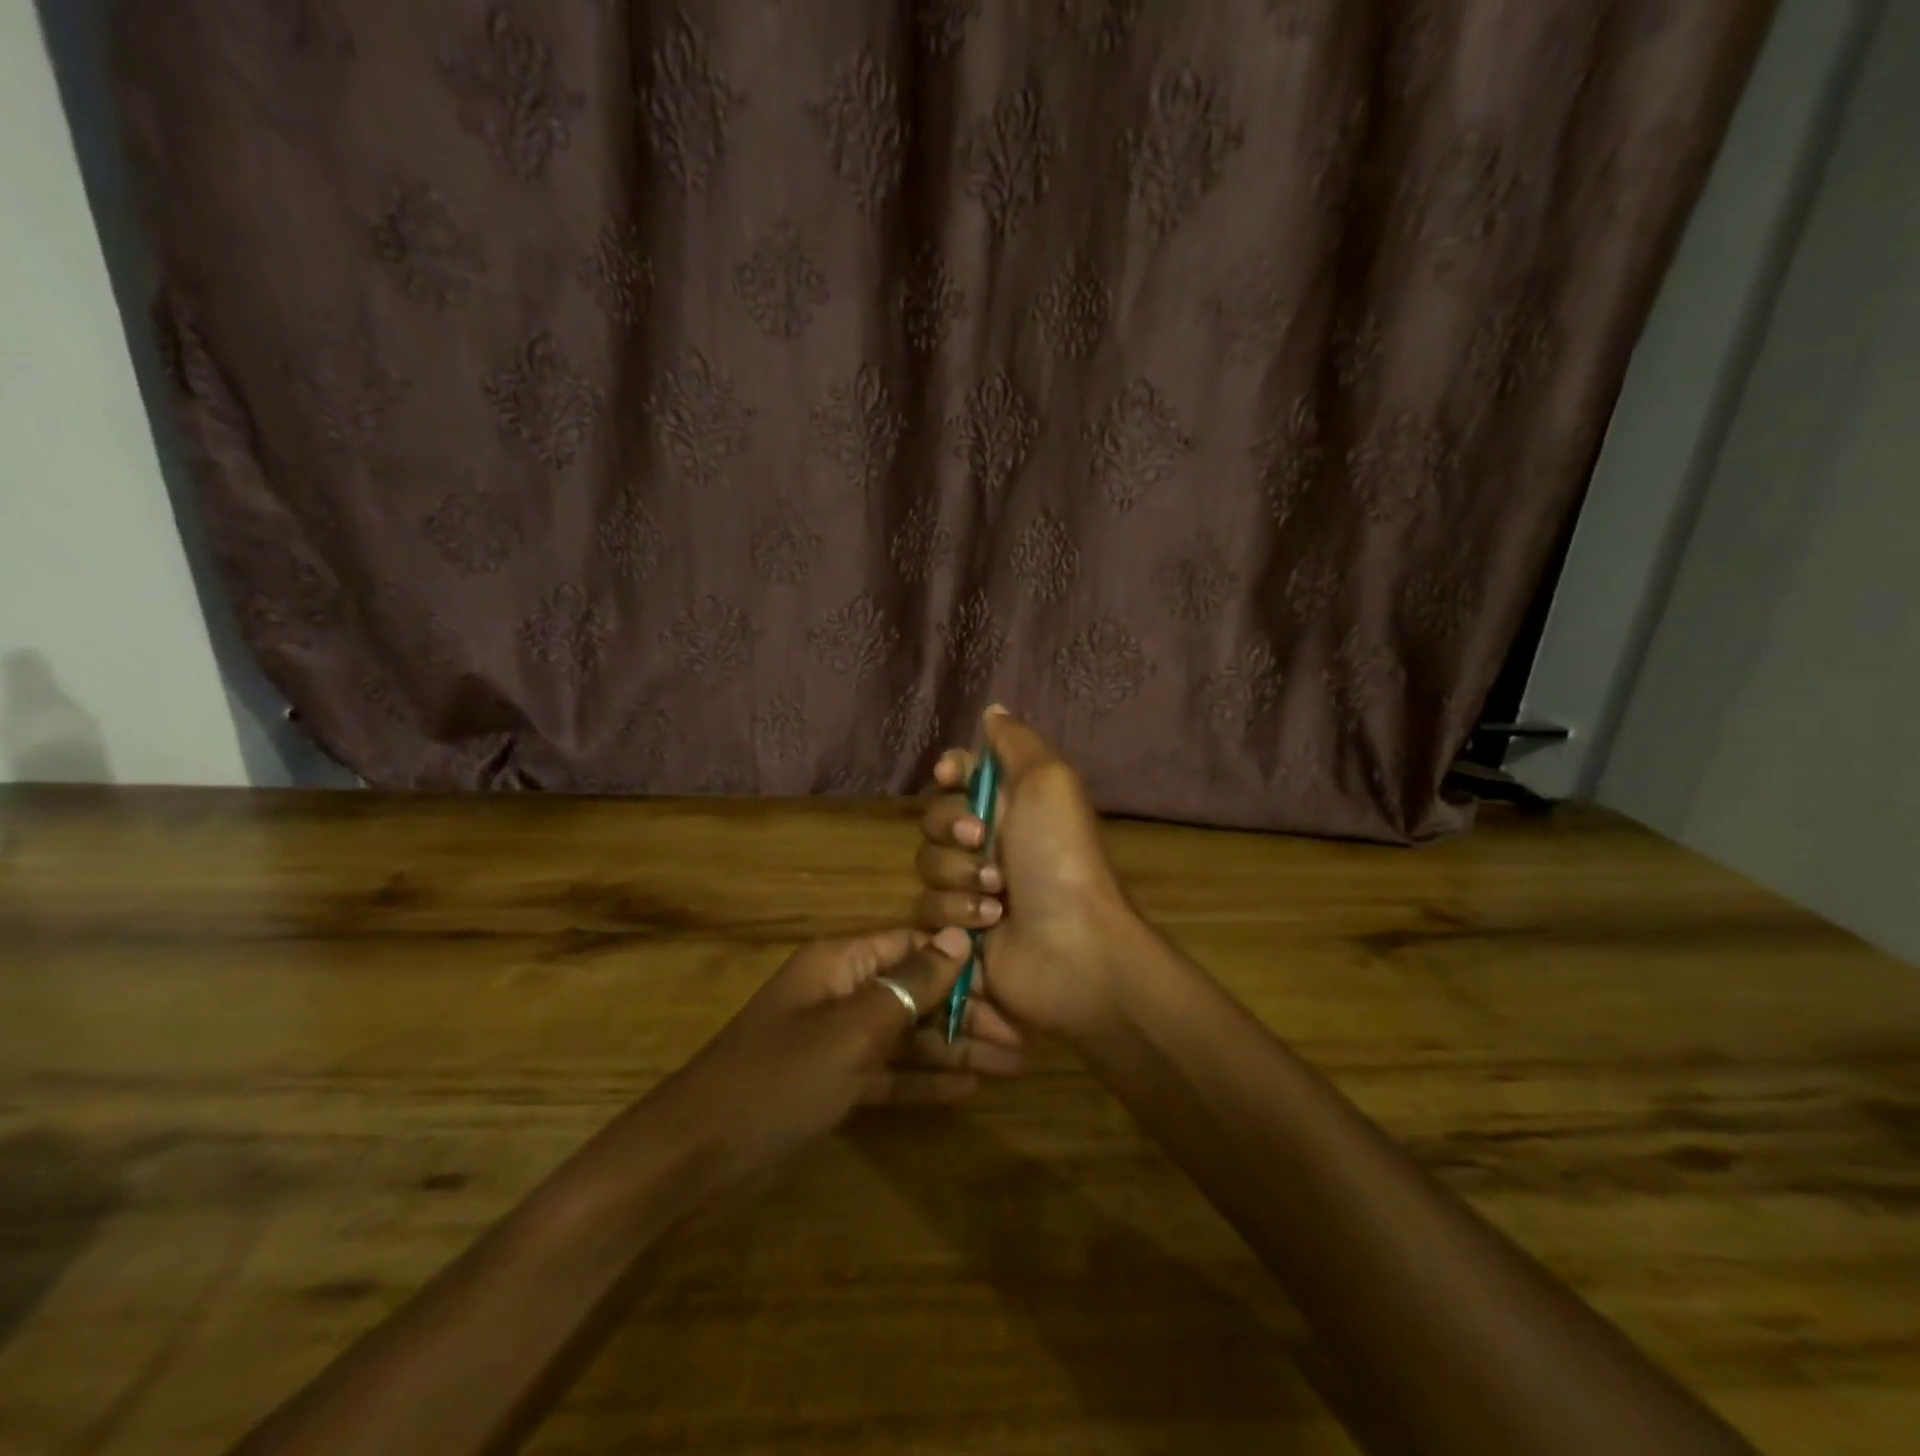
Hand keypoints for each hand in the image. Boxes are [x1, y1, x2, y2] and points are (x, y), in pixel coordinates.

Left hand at [646, 925, 1023, 1192]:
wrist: (695, 1159)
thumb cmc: (779, 1080)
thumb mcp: (852, 1030)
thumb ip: (909, 985)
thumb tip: (958, 938)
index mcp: (841, 962)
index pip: (913, 946)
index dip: (962, 961)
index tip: (1012, 982)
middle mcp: (842, 992)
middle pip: (916, 991)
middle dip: (968, 1011)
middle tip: (1022, 1038)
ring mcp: (837, 1040)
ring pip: (908, 1035)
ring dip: (956, 1048)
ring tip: (1013, 1065)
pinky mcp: (834, 1083)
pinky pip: (890, 1071)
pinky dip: (925, 1078)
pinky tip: (968, 1088)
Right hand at [914, 706, 1139, 1038]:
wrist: (1072, 946)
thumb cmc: (1061, 857)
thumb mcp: (1049, 782)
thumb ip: (1015, 742)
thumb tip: (991, 710)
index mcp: (1011, 804)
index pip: (959, 774)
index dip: (950, 772)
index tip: (952, 777)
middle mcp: (988, 840)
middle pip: (934, 817)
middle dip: (952, 827)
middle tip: (984, 841)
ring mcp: (971, 887)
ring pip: (927, 864)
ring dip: (958, 876)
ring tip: (996, 895)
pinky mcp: (957, 929)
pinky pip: (926, 909)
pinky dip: (955, 914)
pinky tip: (988, 925)